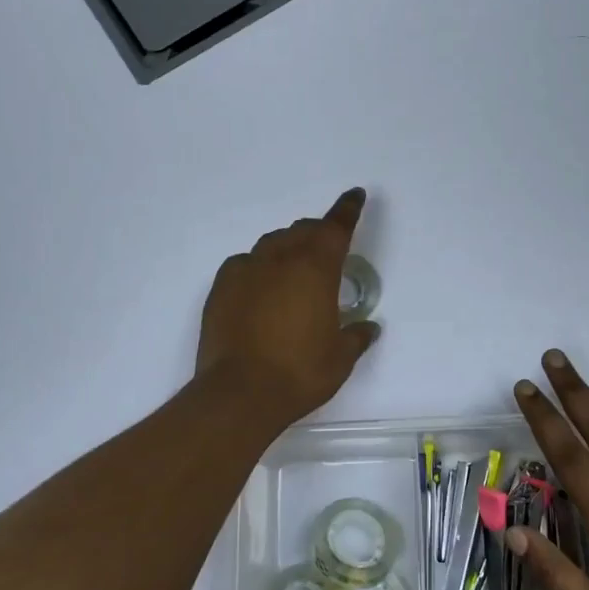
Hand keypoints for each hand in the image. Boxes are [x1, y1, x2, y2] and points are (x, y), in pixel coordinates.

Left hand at [196, 188, 380, 427]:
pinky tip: (260, 287)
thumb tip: (368, 328)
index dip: (347, 209)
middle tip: (327, 248)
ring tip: (293, 270)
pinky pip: (245, 264)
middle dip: (318, 233)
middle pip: (302, 231)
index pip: (335, 227)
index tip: (355, 195)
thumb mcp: (340, 358)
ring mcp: (245, 270)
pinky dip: (258, 267)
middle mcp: (280, 259)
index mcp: (315, 268)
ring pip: (272, 244)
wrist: (239, 394)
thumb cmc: (299, 373)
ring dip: (288, 248)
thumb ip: (356, 336)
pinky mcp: (221, 287)